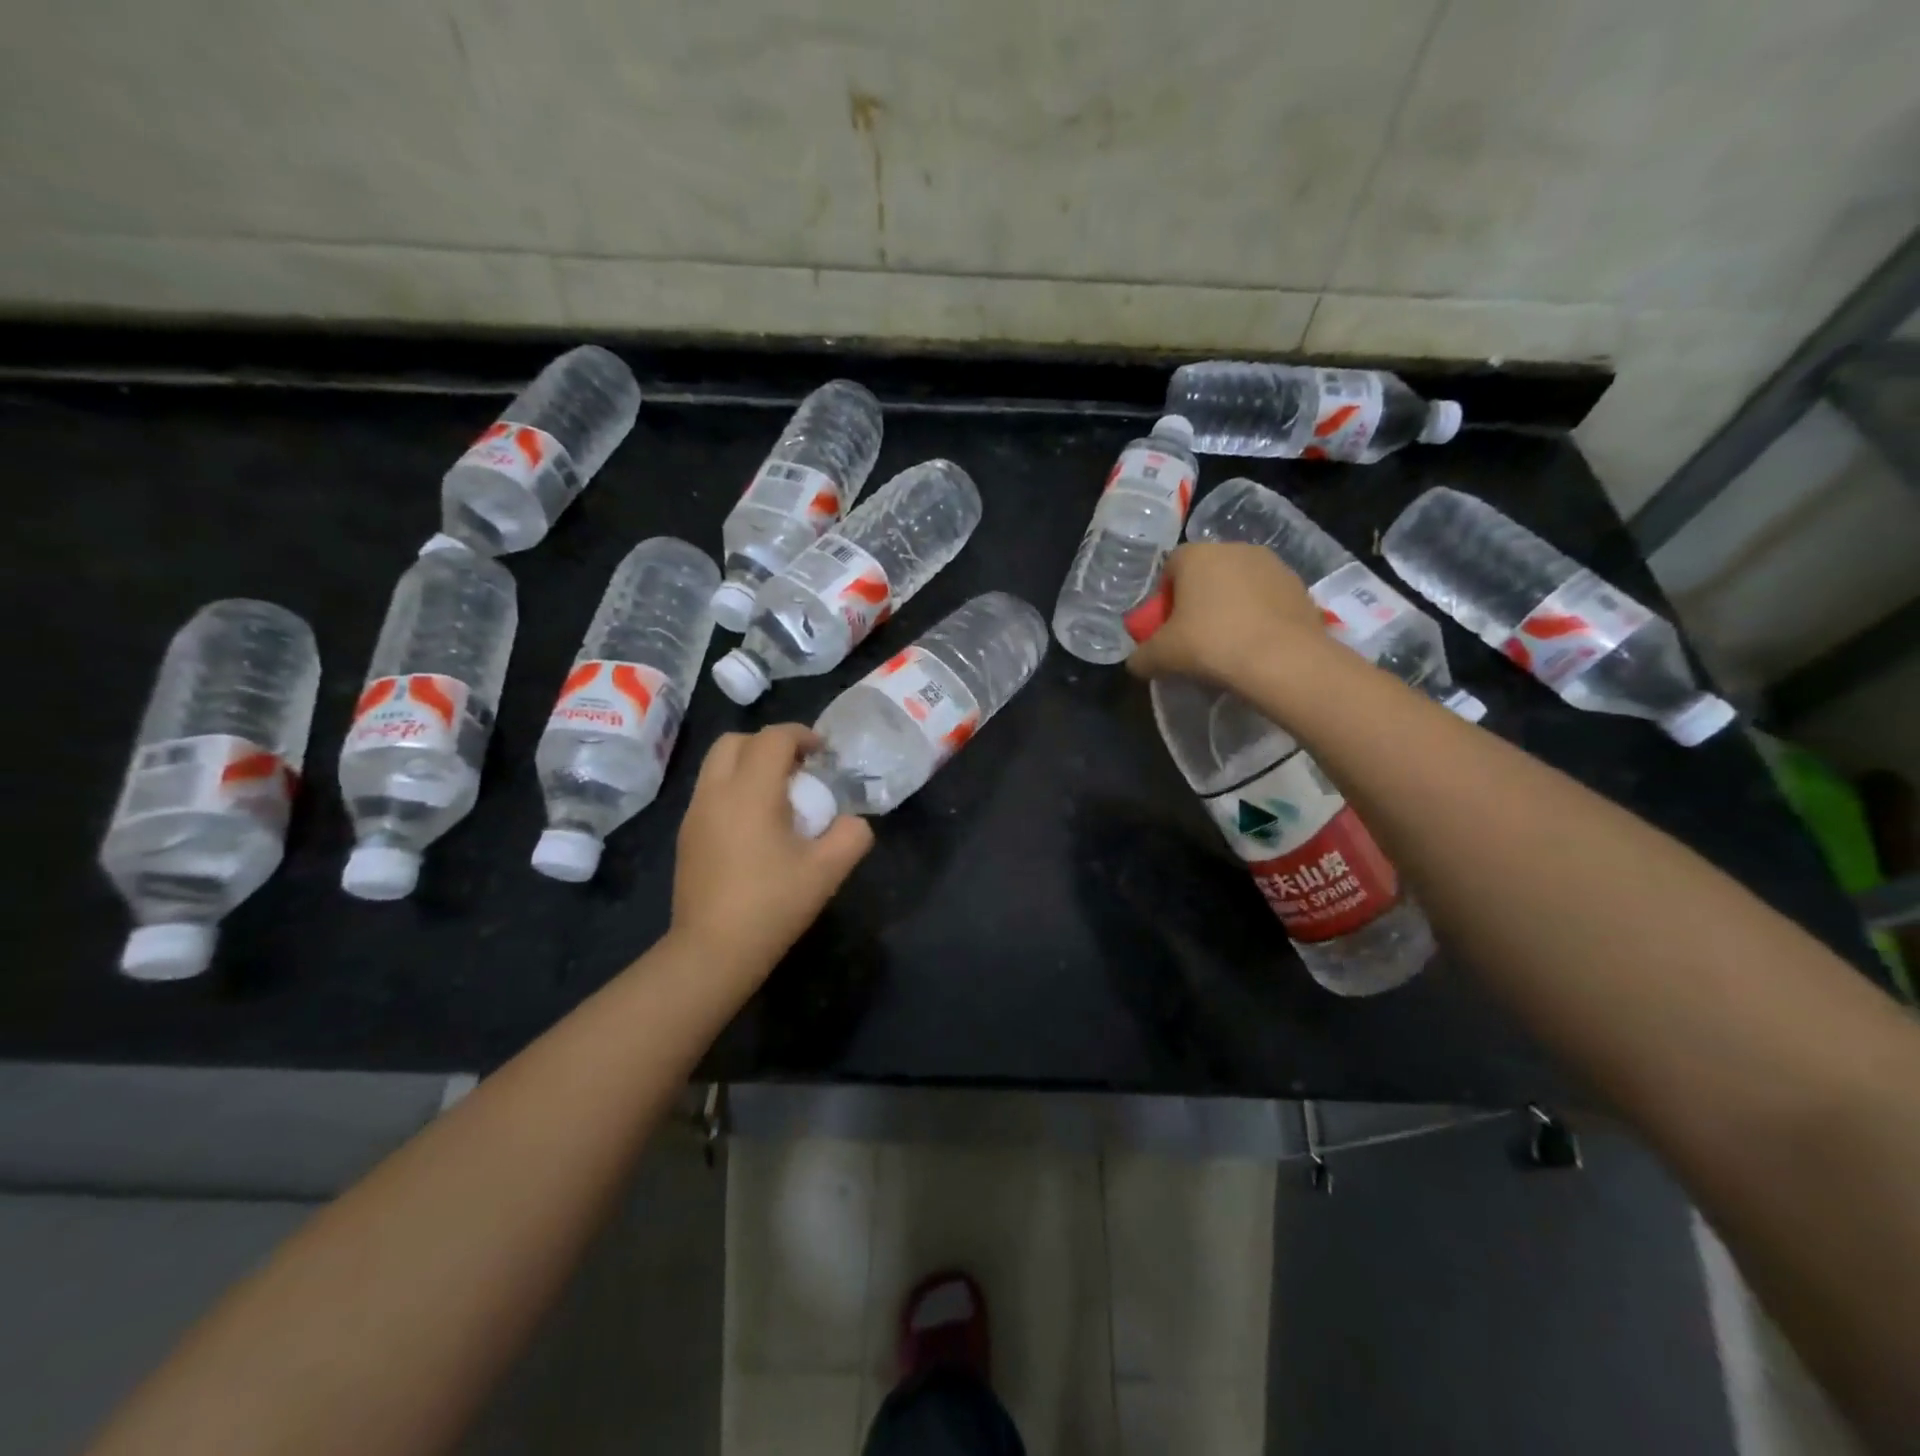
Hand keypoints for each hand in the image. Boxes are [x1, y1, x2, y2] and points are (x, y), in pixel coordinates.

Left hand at [670, 724, 873, 981]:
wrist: (712, 952)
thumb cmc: (771, 905)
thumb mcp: (827, 871)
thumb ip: (852, 836)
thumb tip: (854, 822)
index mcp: (750, 792)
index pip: (773, 739)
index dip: (802, 735)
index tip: (823, 753)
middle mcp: (715, 792)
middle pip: (736, 741)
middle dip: (769, 744)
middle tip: (799, 769)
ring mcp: (694, 814)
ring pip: (717, 765)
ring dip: (749, 765)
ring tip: (779, 796)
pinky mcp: (686, 836)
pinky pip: (710, 791)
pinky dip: (734, 788)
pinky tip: (757, 826)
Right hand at [1126, 542, 1329, 688]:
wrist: (1283, 660)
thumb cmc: (1210, 645)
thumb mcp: (1161, 657)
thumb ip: (1141, 656)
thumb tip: (1136, 662)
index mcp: (1196, 555)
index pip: (1170, 566)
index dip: (1164, 597)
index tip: (1167, 626)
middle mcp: (1234, 548)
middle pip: (1206, 572)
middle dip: (1198, 599)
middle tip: (1195, 636)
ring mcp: (1272, 564)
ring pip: (1239, 584)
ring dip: (1231, 606)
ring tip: (1229, 643)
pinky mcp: (1299, 586)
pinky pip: (1267, 598)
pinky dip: (1258, 615)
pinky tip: (1256, 644)